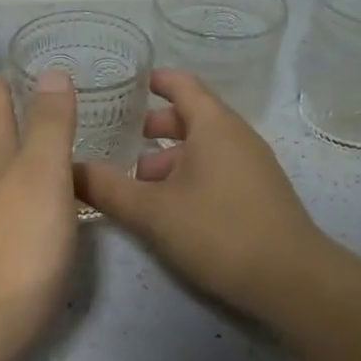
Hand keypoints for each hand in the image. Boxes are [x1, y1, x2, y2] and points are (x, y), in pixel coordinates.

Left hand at [0, 70, 81, 360]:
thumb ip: (50, 125)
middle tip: (33, 104)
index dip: (4, 88)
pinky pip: (2, 215)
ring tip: (37, 155)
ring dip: (12, 162)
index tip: (13, 68)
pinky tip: (30, 214)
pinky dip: (17, 200)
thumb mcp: (43, 174)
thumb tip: (51, 71)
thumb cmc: (18, 244)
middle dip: (7, 122)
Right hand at [75, 69, 334, 325]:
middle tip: (120, 136)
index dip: (154, 80)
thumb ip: (107, 188)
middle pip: (192, 115)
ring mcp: (253, 164)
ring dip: (170, 155)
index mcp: (214, 125)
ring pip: (204, 146)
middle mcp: (236, 136)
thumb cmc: (218, 231)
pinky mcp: (260, 192)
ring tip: (137, 178)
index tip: (127, 83)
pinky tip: (170, 204)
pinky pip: (218, 167)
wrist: (292, 280)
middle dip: (155, 124)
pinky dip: (189, 172)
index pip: (182, 84)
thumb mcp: (152, 212)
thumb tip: (68, 170)